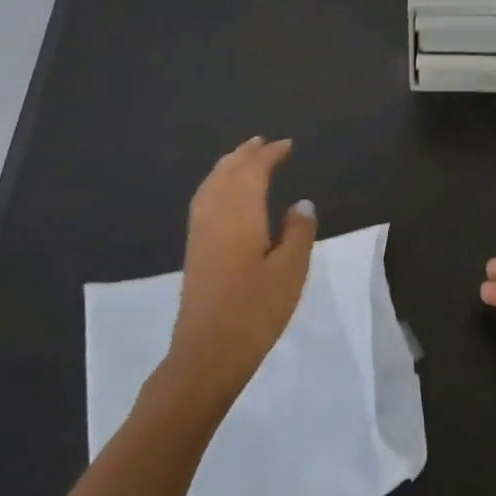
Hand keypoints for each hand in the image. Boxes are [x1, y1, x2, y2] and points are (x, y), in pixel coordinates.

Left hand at [169, 137, 316, 400]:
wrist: (207, 353)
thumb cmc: (255, 311)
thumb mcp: (290, 271)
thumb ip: (298, 232)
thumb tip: (301, 202)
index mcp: (240, 214)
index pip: (253, 172)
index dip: (269, 155)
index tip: (287, 145)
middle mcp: (215, 216)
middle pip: (227, 173)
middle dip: (245, 155)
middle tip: (263, 142)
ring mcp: (200, 233)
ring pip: (211, 186)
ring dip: (227, 167)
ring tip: (242, 158)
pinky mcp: (194, 251)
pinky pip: (204, 201)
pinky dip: (215, 185)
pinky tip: (222, 195)